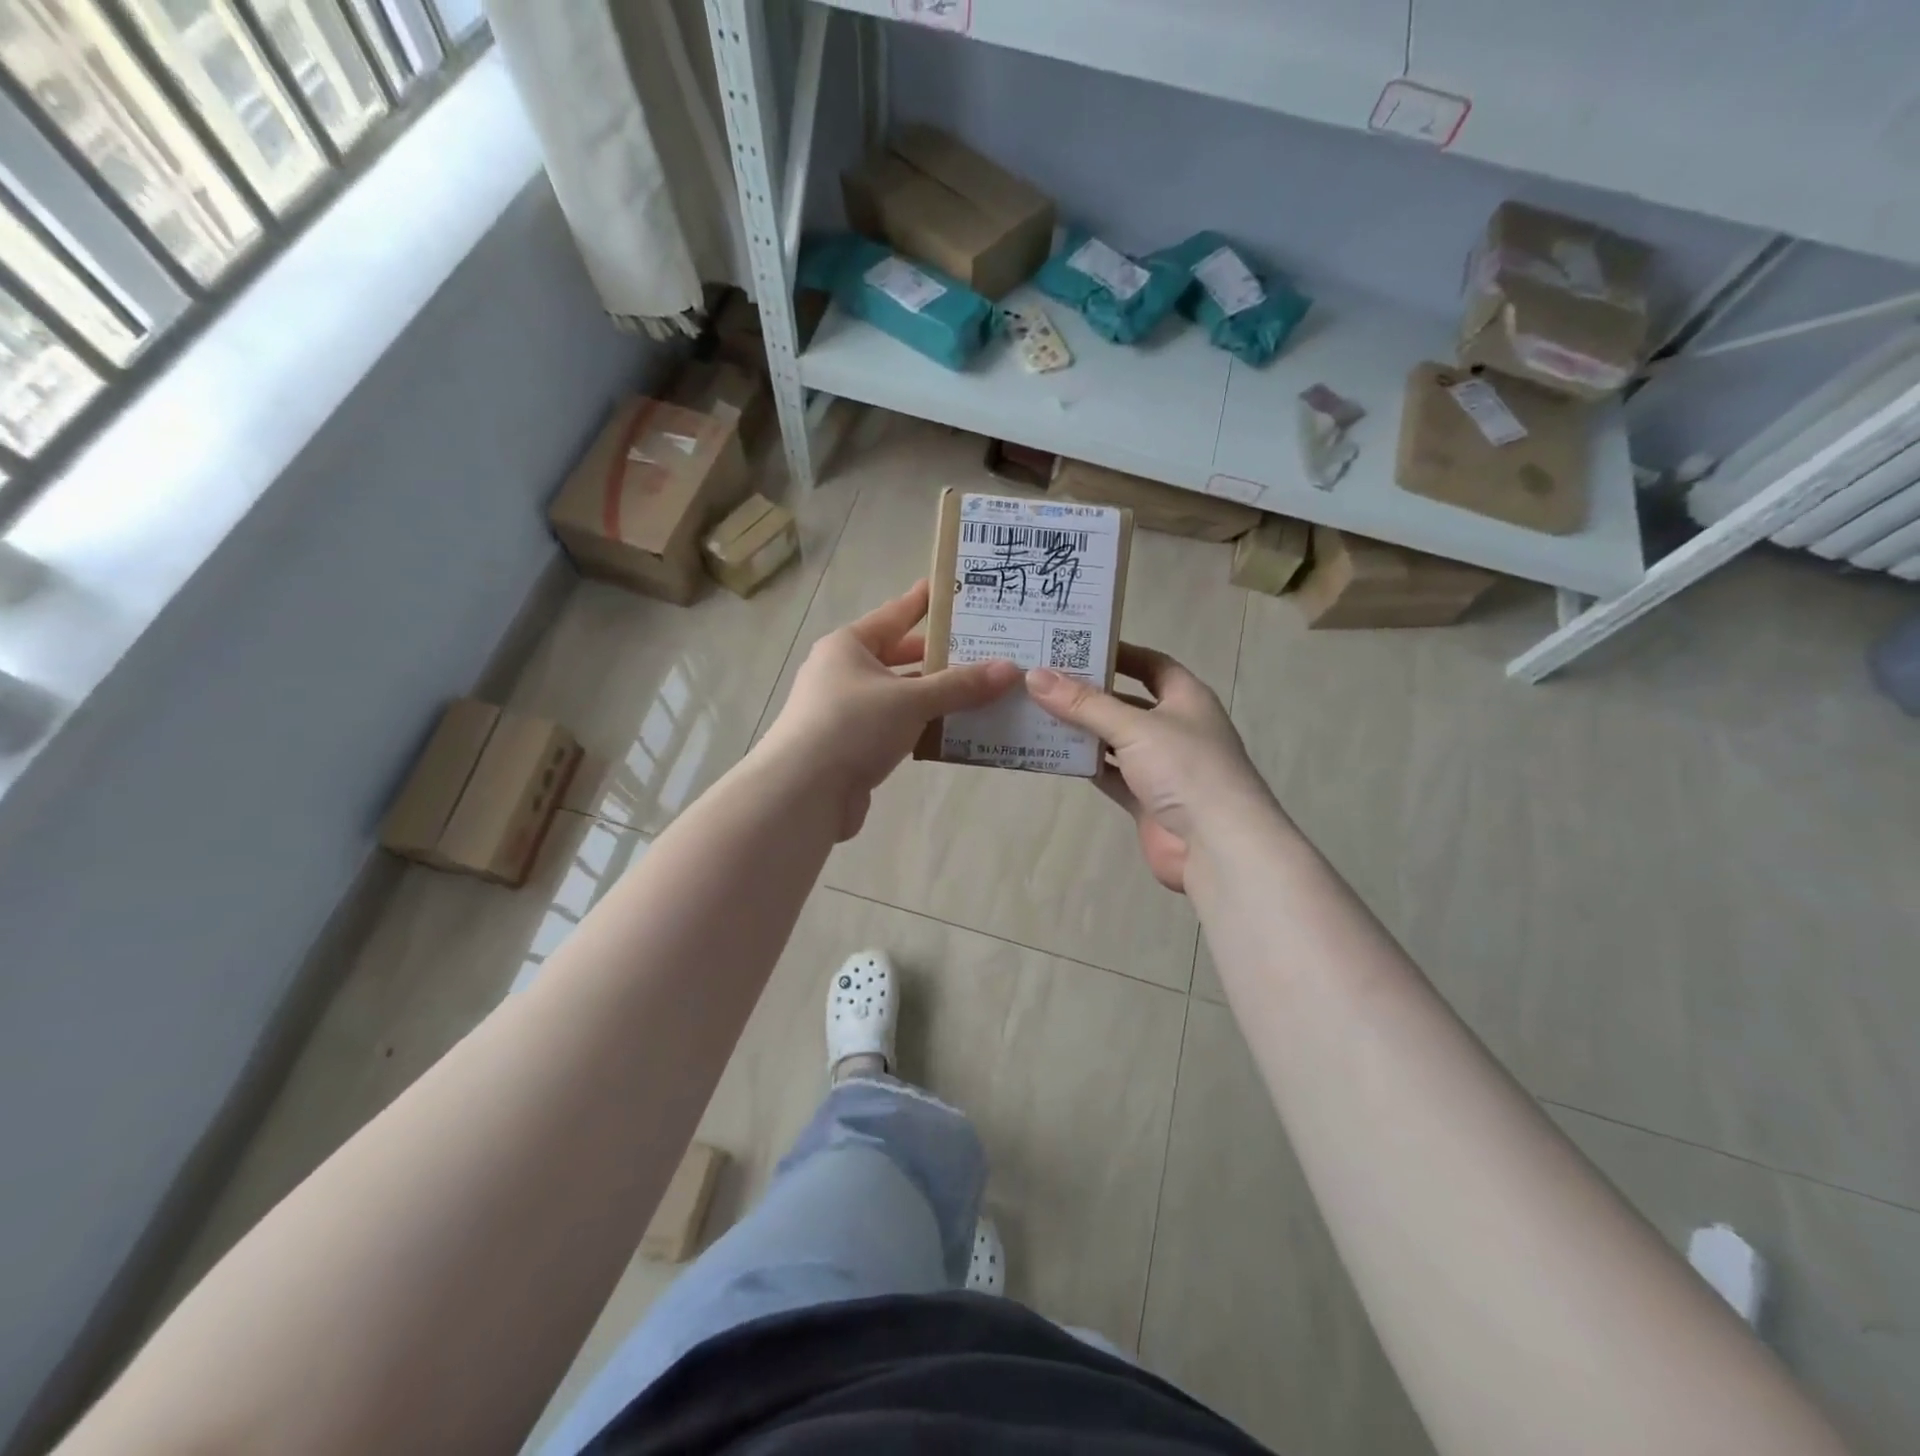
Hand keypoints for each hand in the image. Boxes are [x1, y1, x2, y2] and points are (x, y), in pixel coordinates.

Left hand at [761, 580, 1020, 840]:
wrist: (802, 792)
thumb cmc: (853, 726)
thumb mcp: (911, 700)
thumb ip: (960, 686)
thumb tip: (1010, 669)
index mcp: (849, 646)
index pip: (895, 614)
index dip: (924, 602)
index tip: (953, 590)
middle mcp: (843, 672)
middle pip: (899, 657)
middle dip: (939, 657)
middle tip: (982, 650)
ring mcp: (845, 711)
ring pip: (899, 695)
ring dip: (935, 697)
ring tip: (980, 692)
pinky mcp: (851, 746)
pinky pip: (895, 727)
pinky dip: (922, 727)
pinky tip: (954, 731)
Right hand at [1025, 645, 1270, 892]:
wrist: (1217, 846)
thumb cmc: (1185, 768)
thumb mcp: (1134, 727)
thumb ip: (1084, 704)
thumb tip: (1035, 676)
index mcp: (1186, 698)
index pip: (1151, 664)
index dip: (1118, 653)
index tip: (1077, 646)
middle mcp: (1175, 728)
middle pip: (1127, 702)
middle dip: (1090, 692)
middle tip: (1044, 678)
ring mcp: (1161, 766)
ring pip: (1115, 740)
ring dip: (1083, 730)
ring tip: (1038, 711)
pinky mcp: (1146, 800)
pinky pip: (1110, 774)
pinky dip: (1086, 765)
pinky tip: (1053, 753)